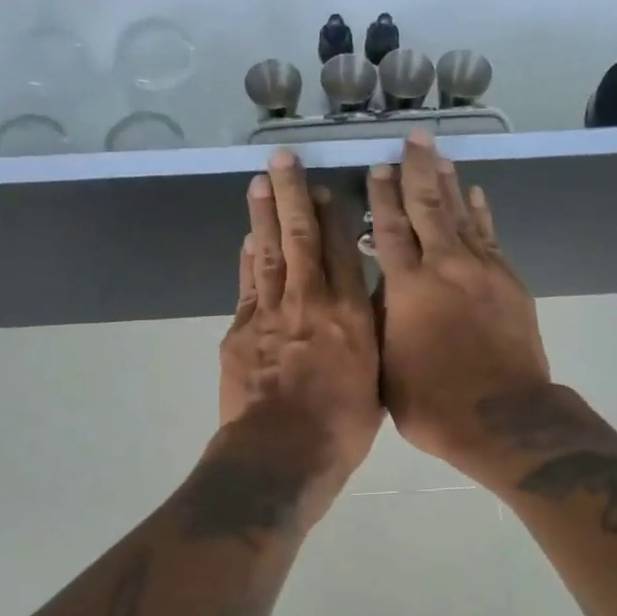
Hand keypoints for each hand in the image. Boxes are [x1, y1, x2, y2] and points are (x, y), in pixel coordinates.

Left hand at [219, 151, 382, 506]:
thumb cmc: (340, 429)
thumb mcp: (375, 384)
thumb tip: (368, 313)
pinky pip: (247, 285)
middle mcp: (311, 303)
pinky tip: (248, 241)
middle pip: (301, 239)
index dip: (335, 215)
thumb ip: (370, 341)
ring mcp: (270, 314)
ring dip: (264, 215)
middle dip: (294, 196)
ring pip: (267, 253)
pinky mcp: (241, 332)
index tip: (330, 186)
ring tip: (261, 183)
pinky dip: (248, 260)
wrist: (282, 455)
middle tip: (284, 160)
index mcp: (351, 317)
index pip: (343, 252)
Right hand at [367, 133, 550, 470]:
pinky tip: (475, 195)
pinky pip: (490, 236)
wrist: (503, 417)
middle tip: (411, 140)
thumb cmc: (434, 403)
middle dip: (416, 171)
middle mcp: (444, 267)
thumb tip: (381, 292)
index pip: (390, 229)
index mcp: (408, 288)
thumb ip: (381, 323)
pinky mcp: (508, 282)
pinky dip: (480, 213)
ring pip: (461, 214)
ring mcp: (481, 271)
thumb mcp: (386, 368)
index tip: (376, 169)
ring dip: (449, 182)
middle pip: (427, 207)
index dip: (381, 197)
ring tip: (439, 155)